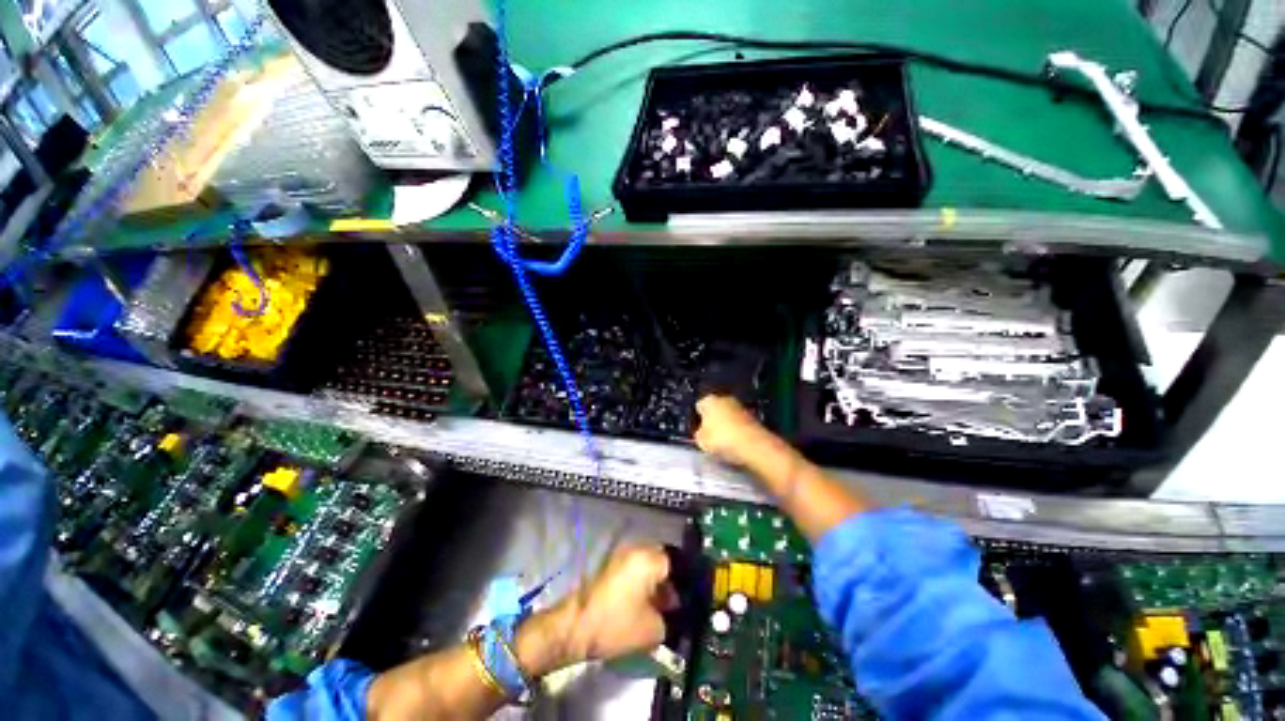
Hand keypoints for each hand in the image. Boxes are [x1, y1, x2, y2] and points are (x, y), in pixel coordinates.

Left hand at [557, 544, 678, 662]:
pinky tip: (642, 602)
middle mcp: (636, 549)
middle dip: (670, 579)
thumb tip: (675, 611)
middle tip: (673, 602)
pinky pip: (634, 566)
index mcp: (649, 559)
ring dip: (655, 580)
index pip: (677, 562)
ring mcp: (621, 554)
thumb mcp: (654, 629)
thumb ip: (672, 617)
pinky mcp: (610, 564)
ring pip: (648, 562)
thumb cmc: (617, 624)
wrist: (577, 626)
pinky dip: (641, 580)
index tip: (686, 599)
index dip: (684, 582)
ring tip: (658, 605)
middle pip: (662, 559)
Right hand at [695, 395, 770, 466]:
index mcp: (709, 400)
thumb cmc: (722, 440)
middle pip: (715, 409)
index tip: (698, 431)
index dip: (697, 419)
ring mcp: (741, 406)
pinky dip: (737, 431)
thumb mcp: (702, 441)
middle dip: (713, 420)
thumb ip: (699, 434)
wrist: (754, 445)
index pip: (699, 406)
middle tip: (710, 436)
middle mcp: (724, 398)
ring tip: (723, 443)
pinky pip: (739, 423)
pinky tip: (736, 443)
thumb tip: (701, 433)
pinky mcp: (753, 417)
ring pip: (728, 415)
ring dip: (726, 425)